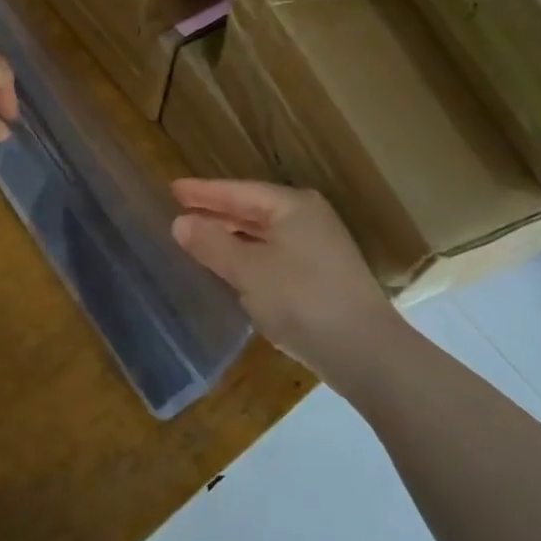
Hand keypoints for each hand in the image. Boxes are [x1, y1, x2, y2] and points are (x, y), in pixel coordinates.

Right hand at [171, 179, 391, 384]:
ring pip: (264, 234)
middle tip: (181, 211)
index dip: (204, 192)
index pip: (238, 191)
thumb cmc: (302, 299)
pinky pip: (275, 255)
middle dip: (217, 212)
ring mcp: (319, 248)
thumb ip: (212, 244)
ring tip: (199, 238)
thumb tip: (181, 223)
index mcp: (292, 206)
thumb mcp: (248, 271)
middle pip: (253, 209)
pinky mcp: (323, 276)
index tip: (173, 188)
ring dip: (232, 236)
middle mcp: (308, 219)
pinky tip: (232, 268)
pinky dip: (249, 256)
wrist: (366, 352)